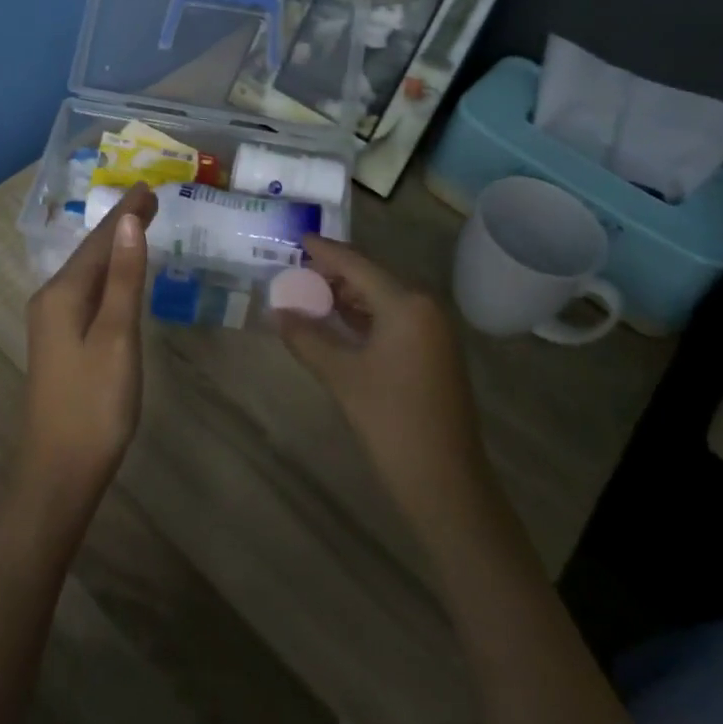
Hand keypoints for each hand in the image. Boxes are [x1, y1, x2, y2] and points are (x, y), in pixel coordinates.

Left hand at [11, 183, 156, 532]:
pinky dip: (108, 275)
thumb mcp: (116, 336)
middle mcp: (51, 299)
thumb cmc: (94, 404)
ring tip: (140, 225)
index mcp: (62, 293)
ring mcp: (53, 323)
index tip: (150, 187)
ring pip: (88, 272)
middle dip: (120, 225)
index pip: (100, 240)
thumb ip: (123, 278)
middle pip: (91, 252)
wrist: (58, 473)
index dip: (126, 212)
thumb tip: (128, 222)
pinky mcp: (61, 343)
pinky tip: (119, 277)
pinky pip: (87, 293)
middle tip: (152, 200)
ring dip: (114, 248)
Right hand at [275, 236, 493, 540]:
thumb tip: (276, 311)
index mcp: (406, 303)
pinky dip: (364, 316)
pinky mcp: (433, 351)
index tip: (297, 238)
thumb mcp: (341, 376)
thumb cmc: (391, 422)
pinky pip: (393, 318)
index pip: (356, 264)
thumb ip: (306, 337)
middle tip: (295, 273)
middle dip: (333, 274)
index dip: (324, 251)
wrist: (446, 484)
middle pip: (371, 277)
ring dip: (347, 296)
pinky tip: (337, 322)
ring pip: (382, 298)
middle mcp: (424, 306)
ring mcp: (433, 329)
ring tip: (308, 295)